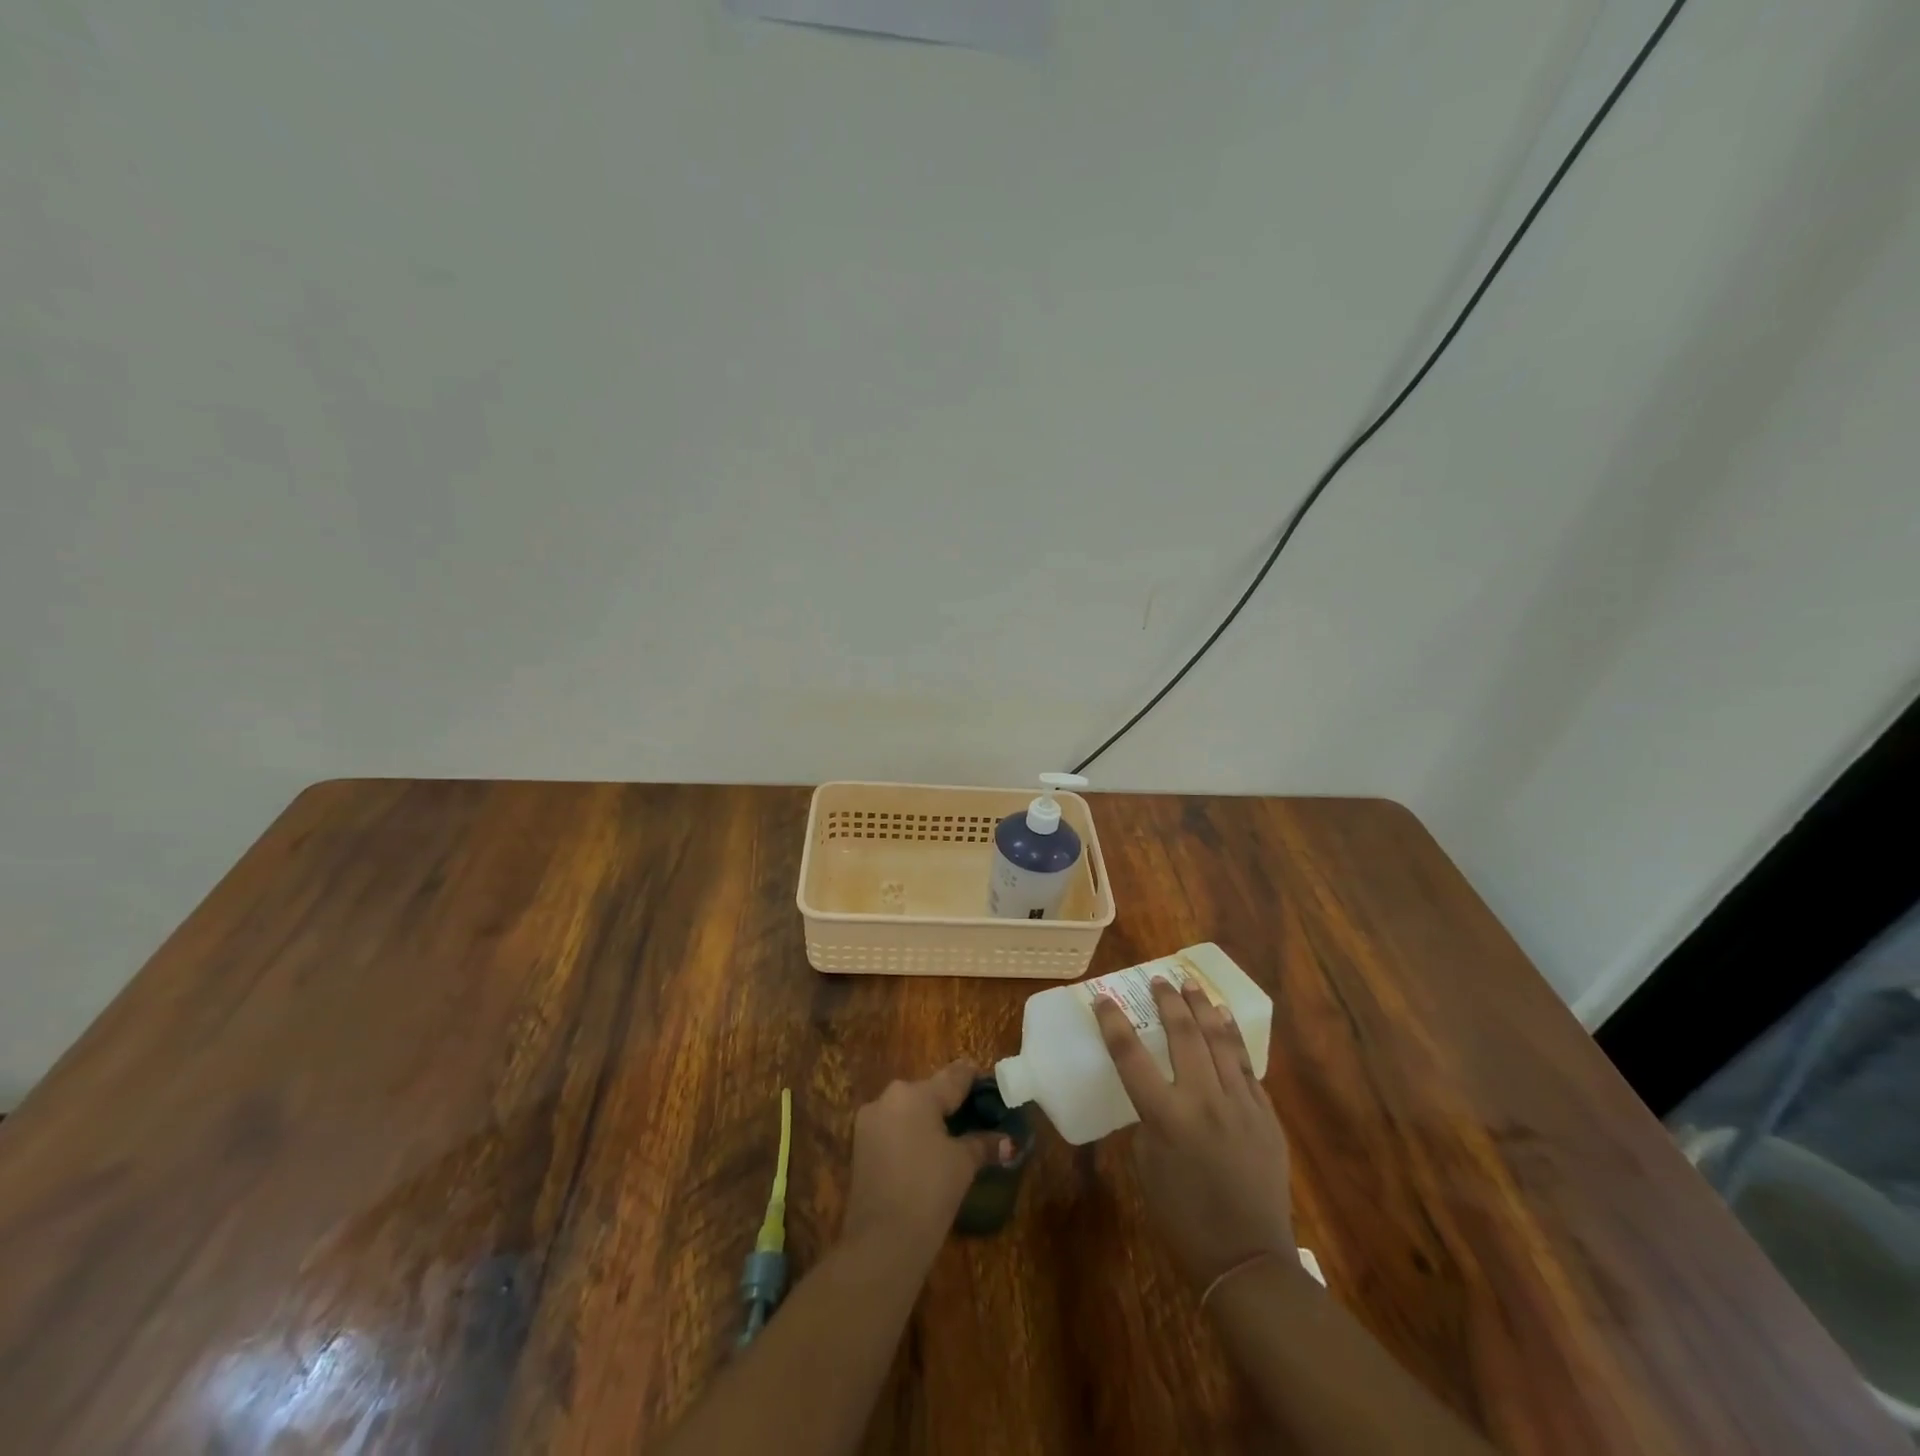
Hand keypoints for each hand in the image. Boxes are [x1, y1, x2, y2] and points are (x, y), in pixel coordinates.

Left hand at [842, 1061, 1014, 1256]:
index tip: (994, 1086)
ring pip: (909, 1110)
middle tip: (977, 1118)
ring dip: (929, 1119)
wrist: (880, 1244)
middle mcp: (889, 1097)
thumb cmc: (928, 1192)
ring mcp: (870, 1121)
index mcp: (916, 1093)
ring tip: (955, 1138)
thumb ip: (984, 1144)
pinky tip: (927, 1154)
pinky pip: (893, 1128)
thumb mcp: (963, 1164)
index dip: (976, 1079)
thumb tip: (1008, 1142)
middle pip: (929, 1091)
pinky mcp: (859, 1145)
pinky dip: (911, 1134)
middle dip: (952, 1103)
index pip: (954, 1076)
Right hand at [1094, 979, 1294, 1288]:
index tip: (1103, 998)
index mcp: (1166, 1117)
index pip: (1131, 1055)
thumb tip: (1158, 1093)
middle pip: (1184, 1034)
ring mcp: (1240, 1105)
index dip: (1113, 1023)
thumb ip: (1150, 1120)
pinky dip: (1232, 1039)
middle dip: (1169, 1001)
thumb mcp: (1147, 1166)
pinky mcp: (1266, 1115)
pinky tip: (1225, 1022)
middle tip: (1160, 980)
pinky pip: (1245, 1067)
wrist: (1248, 1259)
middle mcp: (1204, 1101)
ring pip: (1220, 1041)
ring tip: (1193, 985)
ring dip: (1204, 1008)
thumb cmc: (1183, 1218)